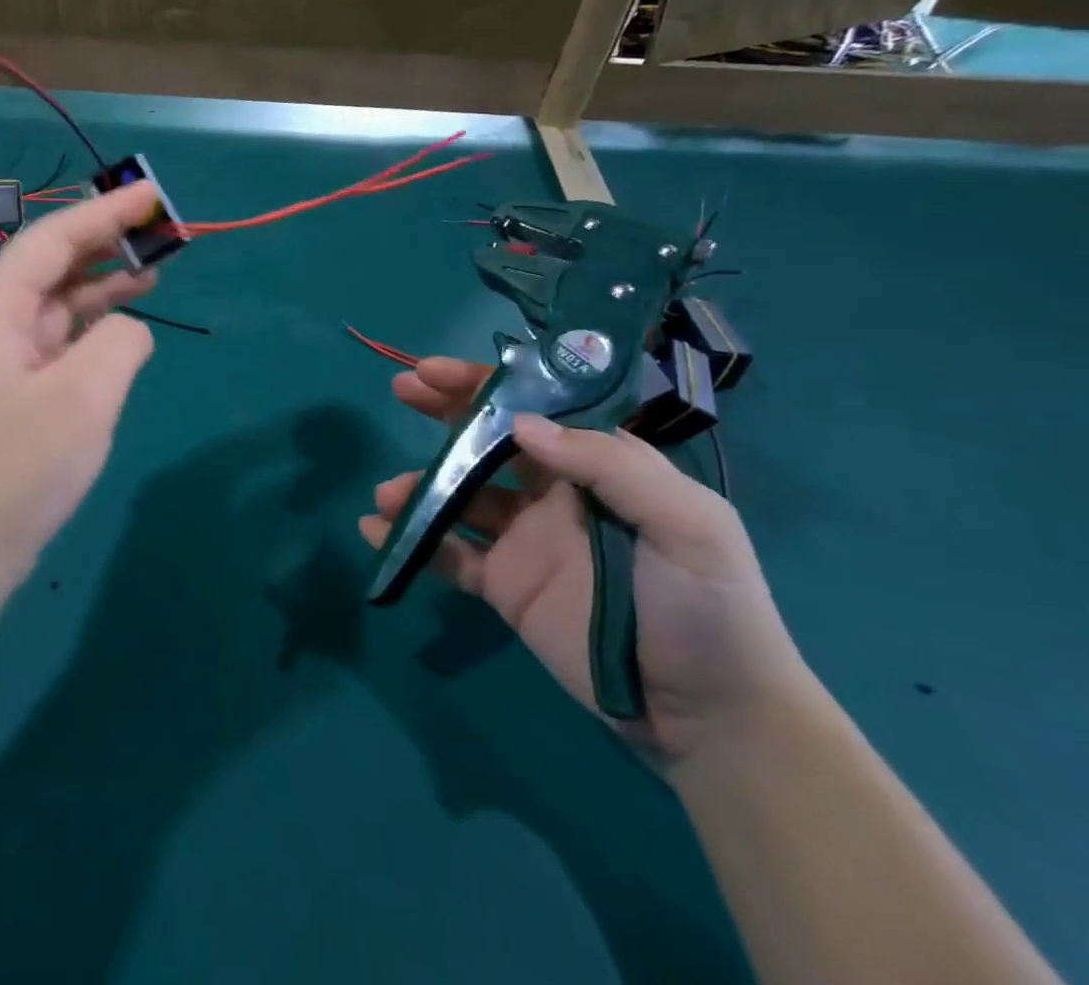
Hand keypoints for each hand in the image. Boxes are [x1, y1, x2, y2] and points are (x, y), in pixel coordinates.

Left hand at [0, 181, 160, 598]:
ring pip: (58, 300)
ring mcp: (2, 356)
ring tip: (155, 265)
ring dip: (104, 280)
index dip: (104, 211)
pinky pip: (60, 337)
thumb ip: (120, 341)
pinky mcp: (17, 388)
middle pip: (53, 264)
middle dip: (105, 240)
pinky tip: (126, 322)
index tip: (150, 193)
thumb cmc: (19, 466)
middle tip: (160, 227)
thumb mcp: (84, 395)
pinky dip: (95, 323)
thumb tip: (128, 330)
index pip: (53, 239)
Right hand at [358, 358, 811, 766]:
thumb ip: (610, 465)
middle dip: (443, 412)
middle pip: (487, 441)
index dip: (484, 386)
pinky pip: (448, 555)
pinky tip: (377, 532)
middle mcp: (552, 495)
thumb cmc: (708, 606)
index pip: (534, 410)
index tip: (435, 371)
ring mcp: (523, 540)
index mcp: (597, 469)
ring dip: (418, 486)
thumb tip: (522, 425)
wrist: (711, 717)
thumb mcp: (687, 523)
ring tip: (388, 494)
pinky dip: (411, 542)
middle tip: (401, 389)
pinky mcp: (503, 585)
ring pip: (457, 497)